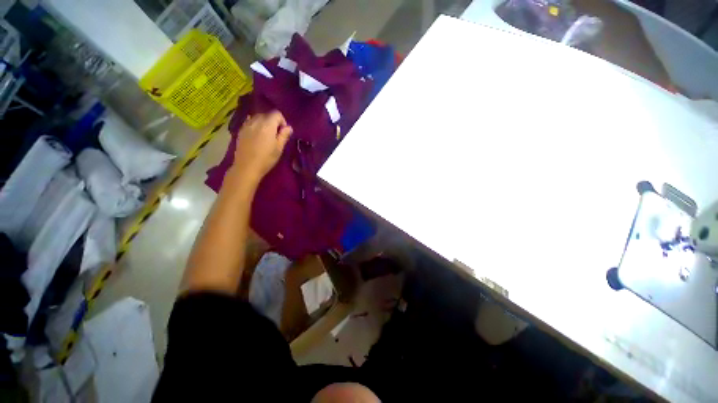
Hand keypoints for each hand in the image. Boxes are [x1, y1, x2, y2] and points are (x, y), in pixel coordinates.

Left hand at [233, 111, 292, 182]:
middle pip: (267, 114)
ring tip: (266, 135)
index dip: (282, 121)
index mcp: (267, 125)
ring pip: (257, 117)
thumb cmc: (266, 159)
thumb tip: (289, 127)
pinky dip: (255, 125)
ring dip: (264, 123)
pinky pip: (249, 122)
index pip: (277, 114)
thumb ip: (284, 135)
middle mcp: (256, 121)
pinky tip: (256, 135)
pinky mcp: (240, 130)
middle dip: (273, 122)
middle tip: (276, 135)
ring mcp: (246, 125)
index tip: (283, 132)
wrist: (246, 167)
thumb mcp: (279, 148)